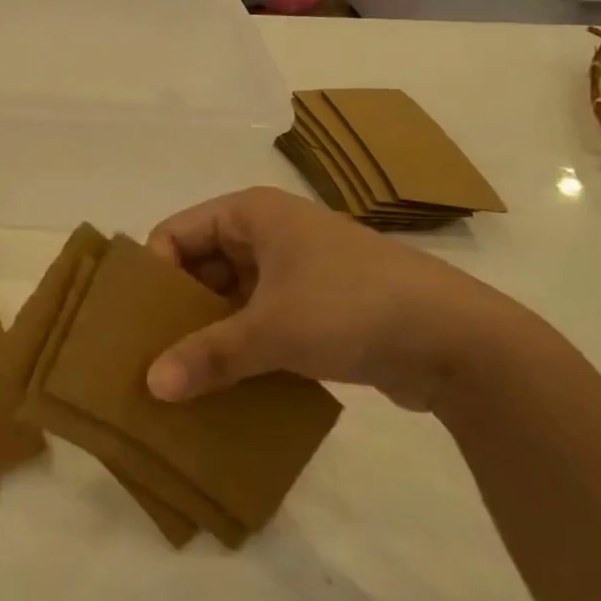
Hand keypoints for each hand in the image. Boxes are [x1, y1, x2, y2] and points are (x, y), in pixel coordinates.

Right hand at [144, 187, 539, 410]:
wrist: (462, 341)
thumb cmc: (352, 308)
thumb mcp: (271, 330)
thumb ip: (208, 356)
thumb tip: (152, 386)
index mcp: (251, 214)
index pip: (176, 233)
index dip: (154, 274)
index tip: (137, 323)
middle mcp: (268, 232)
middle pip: (200, 265)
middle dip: (178, 309)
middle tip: (152, 354)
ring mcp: (295, 269)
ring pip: (230, 296)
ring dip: (209, 332)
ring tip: (182, 375)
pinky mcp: (317, 306)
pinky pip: (260, 318)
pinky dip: (241, 345)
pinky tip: (225, 382)